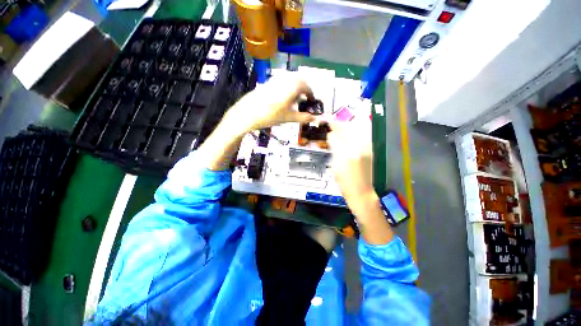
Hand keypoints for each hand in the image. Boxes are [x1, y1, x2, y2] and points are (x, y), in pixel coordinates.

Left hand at [221, 76, 315, 136]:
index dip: (311, 94)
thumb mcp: (288, 117)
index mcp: (292, 86)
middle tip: (304, 99)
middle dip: (304, 89)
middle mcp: (285, 79)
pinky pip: (282, 81)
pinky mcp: (268, 82)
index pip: (306, 86)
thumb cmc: (270, 116)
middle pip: (299, 80)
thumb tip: (314, 118)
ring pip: (290, 79)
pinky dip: (287, 87)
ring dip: (296, 87)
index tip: (311, 101)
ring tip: (295, 99)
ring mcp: (275, 79)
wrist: (248, 113)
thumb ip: (302, 117)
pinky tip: (284, 98)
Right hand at [328, 118, 393, 243]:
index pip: (336, 136)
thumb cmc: (345, 183)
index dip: (331, 128)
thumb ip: (334, 149)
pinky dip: (353, 133)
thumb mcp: (335, 166)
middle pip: (347, 130)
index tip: (326, 122)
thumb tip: (331, 137)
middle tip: (331, 123)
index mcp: (346, 154)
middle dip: (339, 125)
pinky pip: (361, 136)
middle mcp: (358, 148)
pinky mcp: (370, 151)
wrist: (361, 193)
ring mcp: (366, 149)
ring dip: (346, 127)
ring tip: (339, 128)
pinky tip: (348, 135)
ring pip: (356, 131)